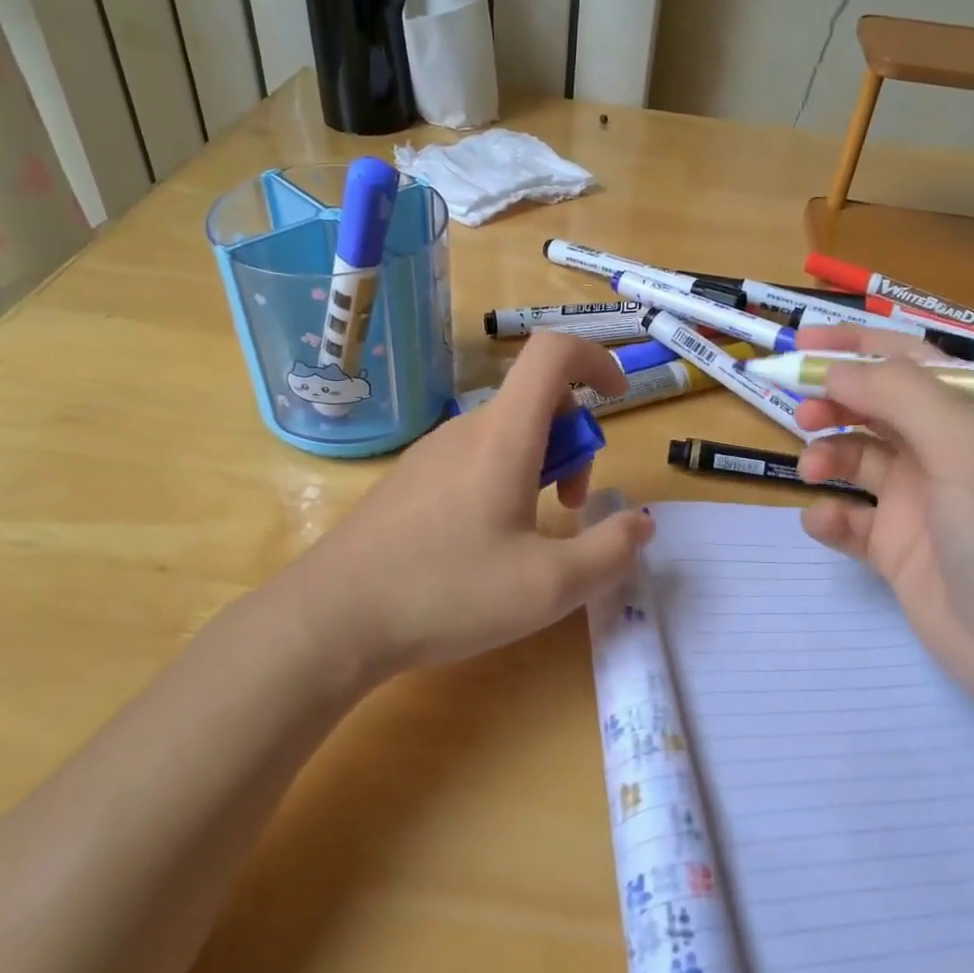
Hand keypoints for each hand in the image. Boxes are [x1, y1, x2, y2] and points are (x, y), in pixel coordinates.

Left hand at [272, 332, 653, 673]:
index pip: (553, 353)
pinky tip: (486, 543)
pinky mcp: (410, 480)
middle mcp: (466, 430)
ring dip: (540, 466)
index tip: (620, 396)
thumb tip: (642, 524)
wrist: (330, 619)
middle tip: (572, 506)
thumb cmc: (447, 593)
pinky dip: (504, 479)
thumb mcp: (548, 586)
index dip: (596, 357)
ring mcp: (432, 453)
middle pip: (537, 401)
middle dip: (574, 442)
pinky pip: (474, 457)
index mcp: (504, 436)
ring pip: (507, 433)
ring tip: (532, 534)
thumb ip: (609, 552)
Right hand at [792, 325, 973, 713]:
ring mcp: (918, 503)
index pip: (907, 361)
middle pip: (875, 408)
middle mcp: (943, 452)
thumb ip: (900, 395)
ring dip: (828, 455)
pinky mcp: (897, 550)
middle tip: (801, 411)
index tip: (801, 342)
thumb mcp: (964, 446)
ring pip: (856, 459)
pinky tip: (824, 522)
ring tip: (812, 469)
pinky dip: (830, 516)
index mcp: (971, 417)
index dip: (855, 345)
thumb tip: (836, 370)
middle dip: (835, 401)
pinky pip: (850, 519)